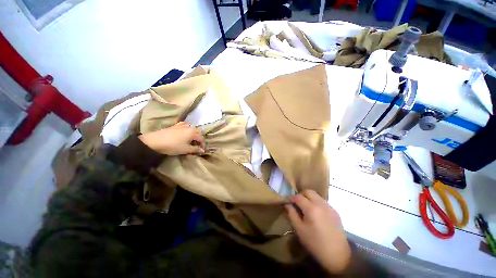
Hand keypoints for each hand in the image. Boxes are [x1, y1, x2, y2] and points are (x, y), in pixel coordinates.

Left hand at [138, 122, 204, 155]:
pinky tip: (185, 132)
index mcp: (193, 132)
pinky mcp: (175, 125)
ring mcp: (182, 125)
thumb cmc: (173, 146)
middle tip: (197, 146)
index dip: (203, 145)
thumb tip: (202, 150)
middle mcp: (189, 127)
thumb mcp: (186, 149)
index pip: (202, 139)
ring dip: (194, 134)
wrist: (155, 141)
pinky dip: (187, 129)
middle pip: (198, 133)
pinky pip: (185, 125)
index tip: (202, 151)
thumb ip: (195, 149)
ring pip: (192, 128)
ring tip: (191, 140)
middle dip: (199, 139)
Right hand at [285, 190, 350, 273]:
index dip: (291, 197)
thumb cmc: (315, 243)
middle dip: (300, 195)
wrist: (338, 255)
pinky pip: (323, 201)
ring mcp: (329, 207)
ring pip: (316, 195)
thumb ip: (292, 214)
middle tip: (297, 203)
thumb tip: (287, 204)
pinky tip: (315, 213)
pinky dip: (316, 203)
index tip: (287, 201)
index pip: (298, 197)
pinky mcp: (335, 211)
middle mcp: (321, 204)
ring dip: (309, 198)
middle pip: (308, 191)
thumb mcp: (299, 230)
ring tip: (306, 208)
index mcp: (311, 208)